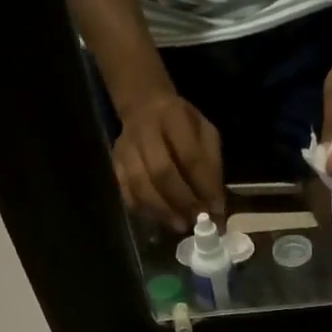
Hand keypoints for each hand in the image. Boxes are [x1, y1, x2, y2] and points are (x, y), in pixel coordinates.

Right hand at [113, 92, 224, 231]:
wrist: (144, 107)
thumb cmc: (183, 125)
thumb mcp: (205, 133)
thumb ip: (212, 167)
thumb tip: (216, 208)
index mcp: (174, 117)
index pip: (190, 157)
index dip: (204, 187)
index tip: (216, 209)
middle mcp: (145, 130)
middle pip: (161, 173)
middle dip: (182, 201)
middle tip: (197, 221)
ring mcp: (126, 148)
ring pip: (141, 186)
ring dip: (163, 211)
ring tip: (181, 225)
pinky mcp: (115, 163)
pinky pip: (128, 193)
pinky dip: (146, 211)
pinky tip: (162, 219)